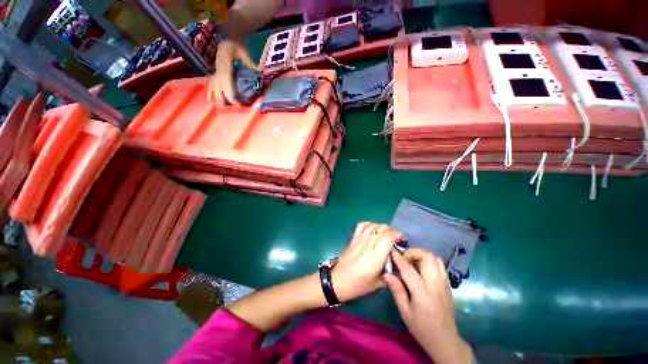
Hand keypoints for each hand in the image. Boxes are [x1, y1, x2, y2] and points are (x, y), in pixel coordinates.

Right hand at [207, 39, 257, 104]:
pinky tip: (209, 98)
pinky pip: (211, 82)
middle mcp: (218, 69)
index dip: (230, 94)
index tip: (236, 103)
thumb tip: (259, 73)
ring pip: (213, 85)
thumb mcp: (244, 51)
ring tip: (216, 106)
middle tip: (226, 110)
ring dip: (214, 96)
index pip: (227, 83)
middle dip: (222, 98)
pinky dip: (209, 90)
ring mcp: (215, 70)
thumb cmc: (236, 45)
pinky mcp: (216, 71)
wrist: (227, 36)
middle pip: (219, 86)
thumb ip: (250, 63)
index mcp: (225, 65)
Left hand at [331, 222, 402, 301]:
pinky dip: (370, 224)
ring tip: (387, 234)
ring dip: (382, 227)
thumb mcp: (379, 283)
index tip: (402, 240)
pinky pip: (362, 225)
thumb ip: (391, 272)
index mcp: (375, 257)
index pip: (388, 237)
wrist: (338, 281)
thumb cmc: (359, 285)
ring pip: (373, 226)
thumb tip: (399, 261)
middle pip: (382, 229)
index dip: (397, 235)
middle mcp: (367, 244)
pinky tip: (374, 229)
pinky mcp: (353, 238)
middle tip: (396, 238)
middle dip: (392, 231)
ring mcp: (358, 239)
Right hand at [384, 248, 472, 363]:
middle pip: (427, 257)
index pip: (409, 270)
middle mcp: (436, 285)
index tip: (392, 251)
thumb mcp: (405, 313)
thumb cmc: (422, 329)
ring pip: (435, 259)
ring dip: (422, 256)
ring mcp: (444, 285)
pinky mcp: (448, 286)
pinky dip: (430, 262)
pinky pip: (440, 266)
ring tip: (412, 262)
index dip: (399, 258)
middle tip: (404, 258)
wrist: (446, 342)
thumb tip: (387, 274)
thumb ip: (397, 291)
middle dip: (413, 252)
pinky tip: (422, 269)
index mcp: (423, 294)